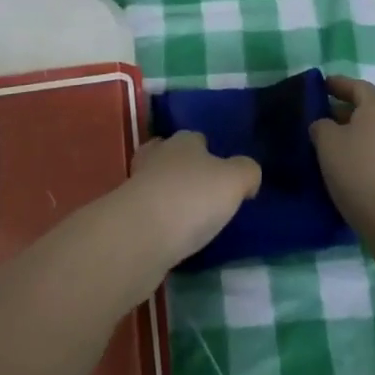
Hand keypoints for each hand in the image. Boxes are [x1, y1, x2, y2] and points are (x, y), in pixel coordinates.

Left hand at [122, 130, 260, 270]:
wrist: (140, 235)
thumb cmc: (192, 199)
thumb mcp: (234, 181)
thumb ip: (247, 172)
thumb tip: (248, 175)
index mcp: (184, 141)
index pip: (198, 138)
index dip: (211, 153)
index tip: (223, 174)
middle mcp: (158, 155)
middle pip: (172, 155)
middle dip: (184, 169)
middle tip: (203, 193)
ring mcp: (137, 185)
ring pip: (156, 182)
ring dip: (169, 195)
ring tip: (188, 217)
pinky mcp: (126, 215)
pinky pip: (148, 212)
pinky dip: (158, 220)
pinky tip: (172, 235)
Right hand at [311, 76, 374, 246]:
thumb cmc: (359, 172)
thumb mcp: (328, 143)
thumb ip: (321, 126)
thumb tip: (324, 125)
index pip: (358, 86)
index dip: (339, 83)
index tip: (321, 85)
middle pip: (366, 110)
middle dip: (342, 112)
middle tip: (318, 118)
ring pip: (371, 135)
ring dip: (350, 136)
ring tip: (326, 147)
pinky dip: (359, 156)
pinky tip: (342, 171)